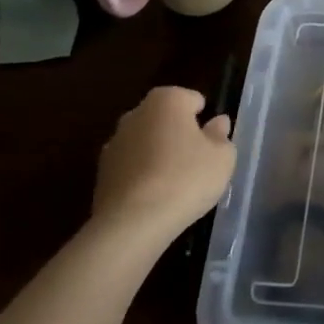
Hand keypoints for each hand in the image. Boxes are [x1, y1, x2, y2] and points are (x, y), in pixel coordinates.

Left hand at [91, 86, 236, 240]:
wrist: (131, 224)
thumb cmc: (185, 179)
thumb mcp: (222, 158)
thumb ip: (221, 136)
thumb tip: (217, 123)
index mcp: (167, 100)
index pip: (192, 99)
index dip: (204, 120)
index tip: (211, 144)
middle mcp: (136, 114)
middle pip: (165, 119)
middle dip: (178, 135)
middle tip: (195, 163)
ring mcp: (114, 143)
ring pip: (145, 143)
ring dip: (157, 155)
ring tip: (174, 185)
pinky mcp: (101, 174)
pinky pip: (130, 168)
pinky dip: (141, 176)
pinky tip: (153, 199)